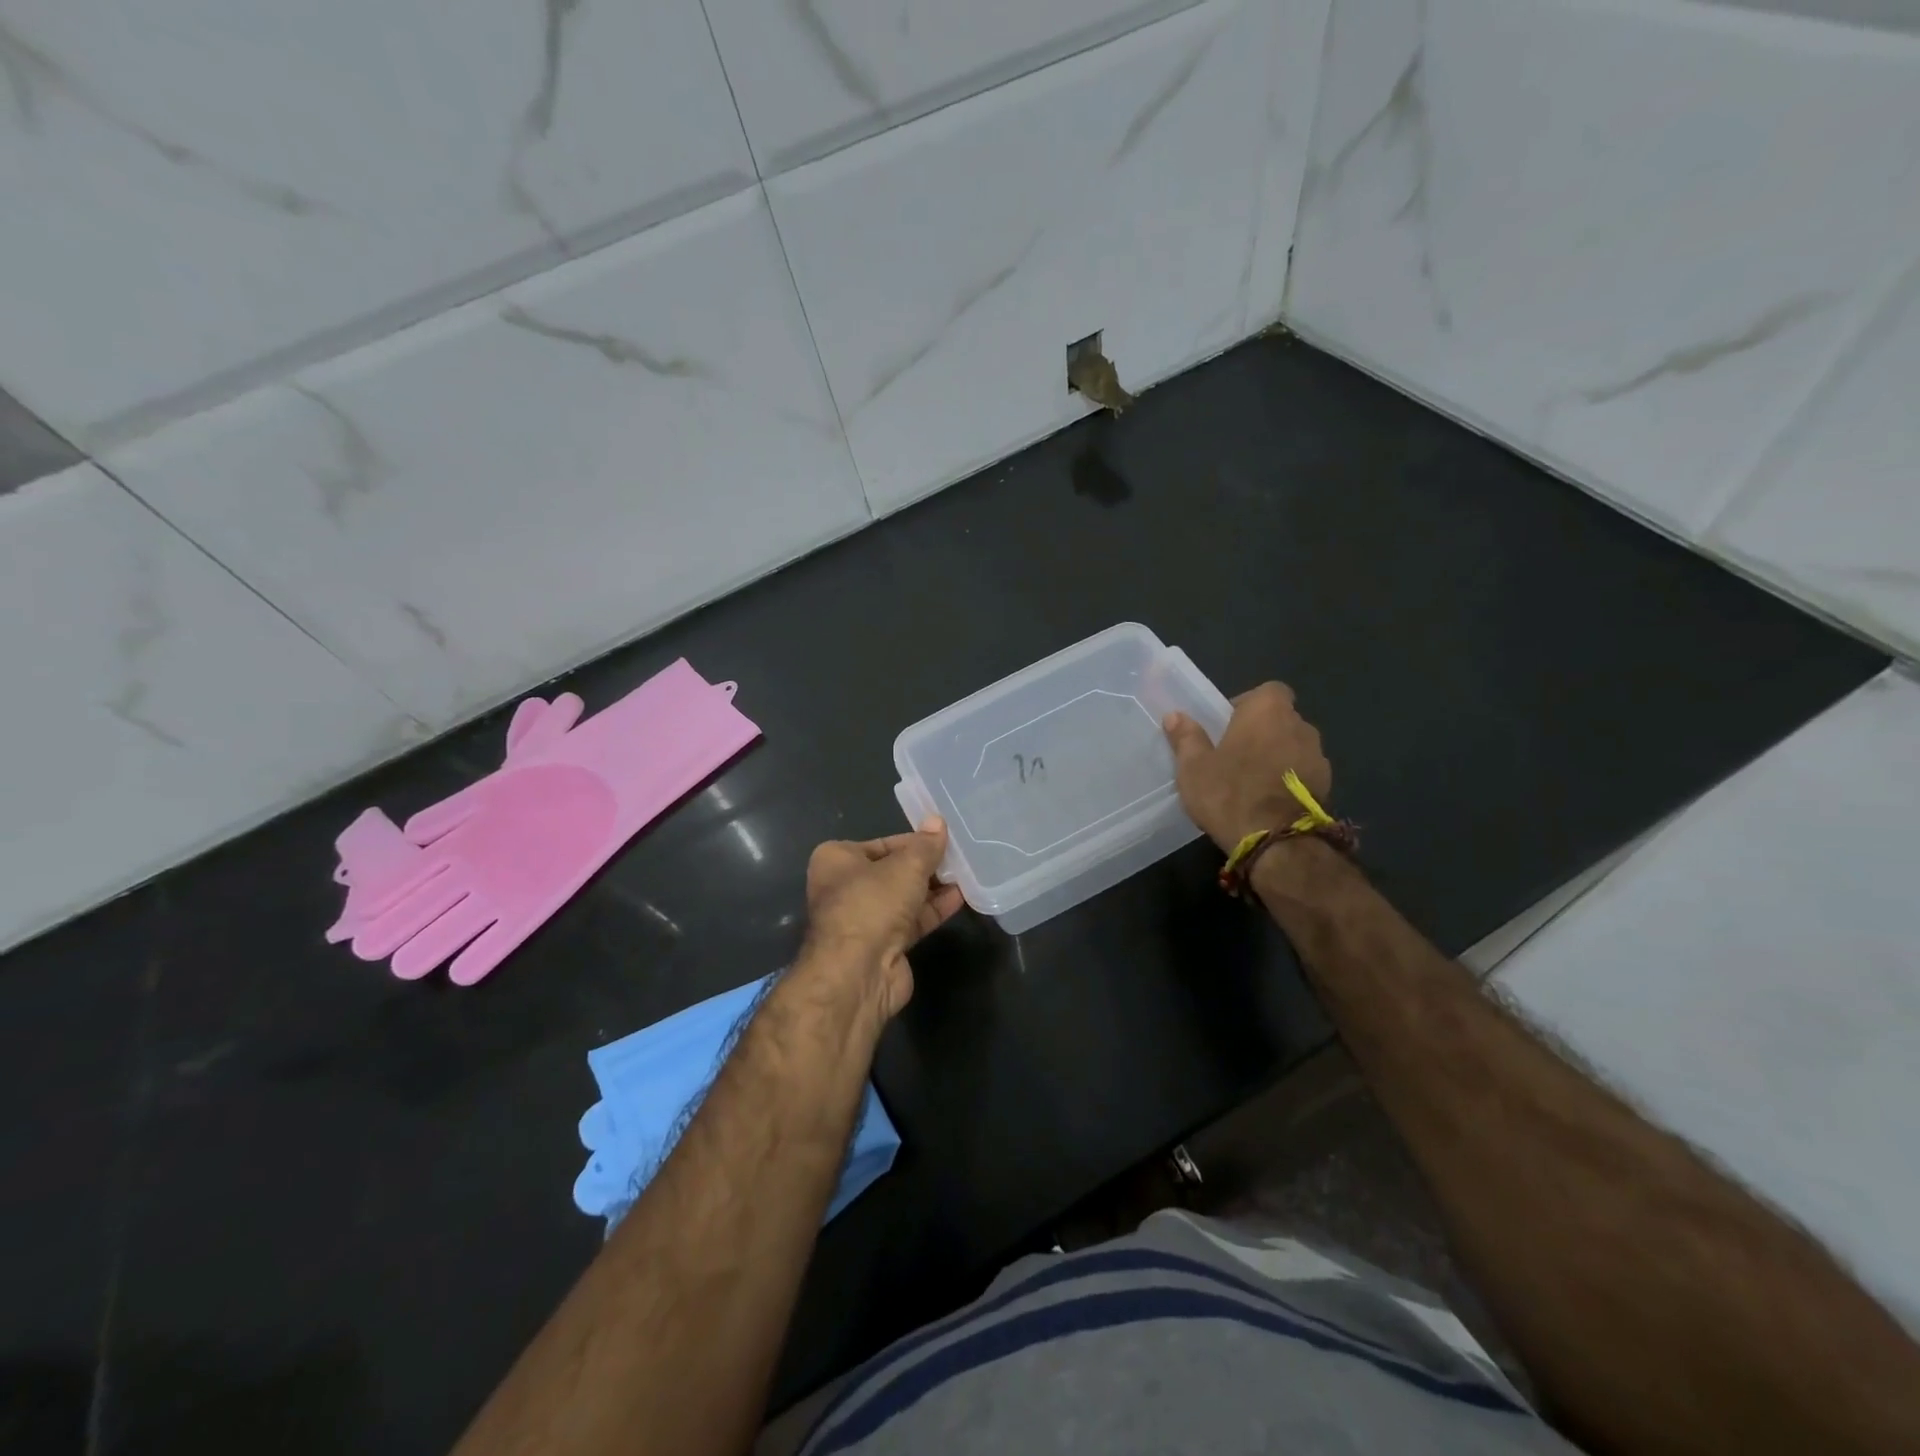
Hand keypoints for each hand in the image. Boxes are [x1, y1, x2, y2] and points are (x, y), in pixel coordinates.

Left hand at [798, 818, 964, 1019]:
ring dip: (933, 888)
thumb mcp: (905, 866)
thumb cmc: (872, 904)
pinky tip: (961, 897)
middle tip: (959, 856)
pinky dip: (933, 909)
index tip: (943, 838)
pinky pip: (912, 920)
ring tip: (966, 873)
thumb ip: (926, 846)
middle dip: (925, 866)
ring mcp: (864, 919)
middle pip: (893, 871)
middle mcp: (845, 888)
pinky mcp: (883, 945)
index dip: (913, 841)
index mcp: (837, 860)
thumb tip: (938, 821)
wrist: (858, 973)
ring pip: (904, 897)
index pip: (882, 844)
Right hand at [1162, 682, 1332, 851]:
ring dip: (1276, 757)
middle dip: (1260, 733)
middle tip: (1233, 756)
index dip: (1247, 704)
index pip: (1267, 691)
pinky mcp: (1328, 787)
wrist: (1278, 842)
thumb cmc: (1229, 793)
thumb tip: (1175, 715)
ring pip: (1293, 747)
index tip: (1227, 726)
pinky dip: (1289, 781)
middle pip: (1280, 719)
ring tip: (1251, 782)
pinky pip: (1303, 773)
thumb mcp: (1194, 767)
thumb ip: (1186, 737)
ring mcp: (1319, 757)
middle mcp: (1300, 726)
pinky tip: (1268, 802)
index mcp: (1268, 711)